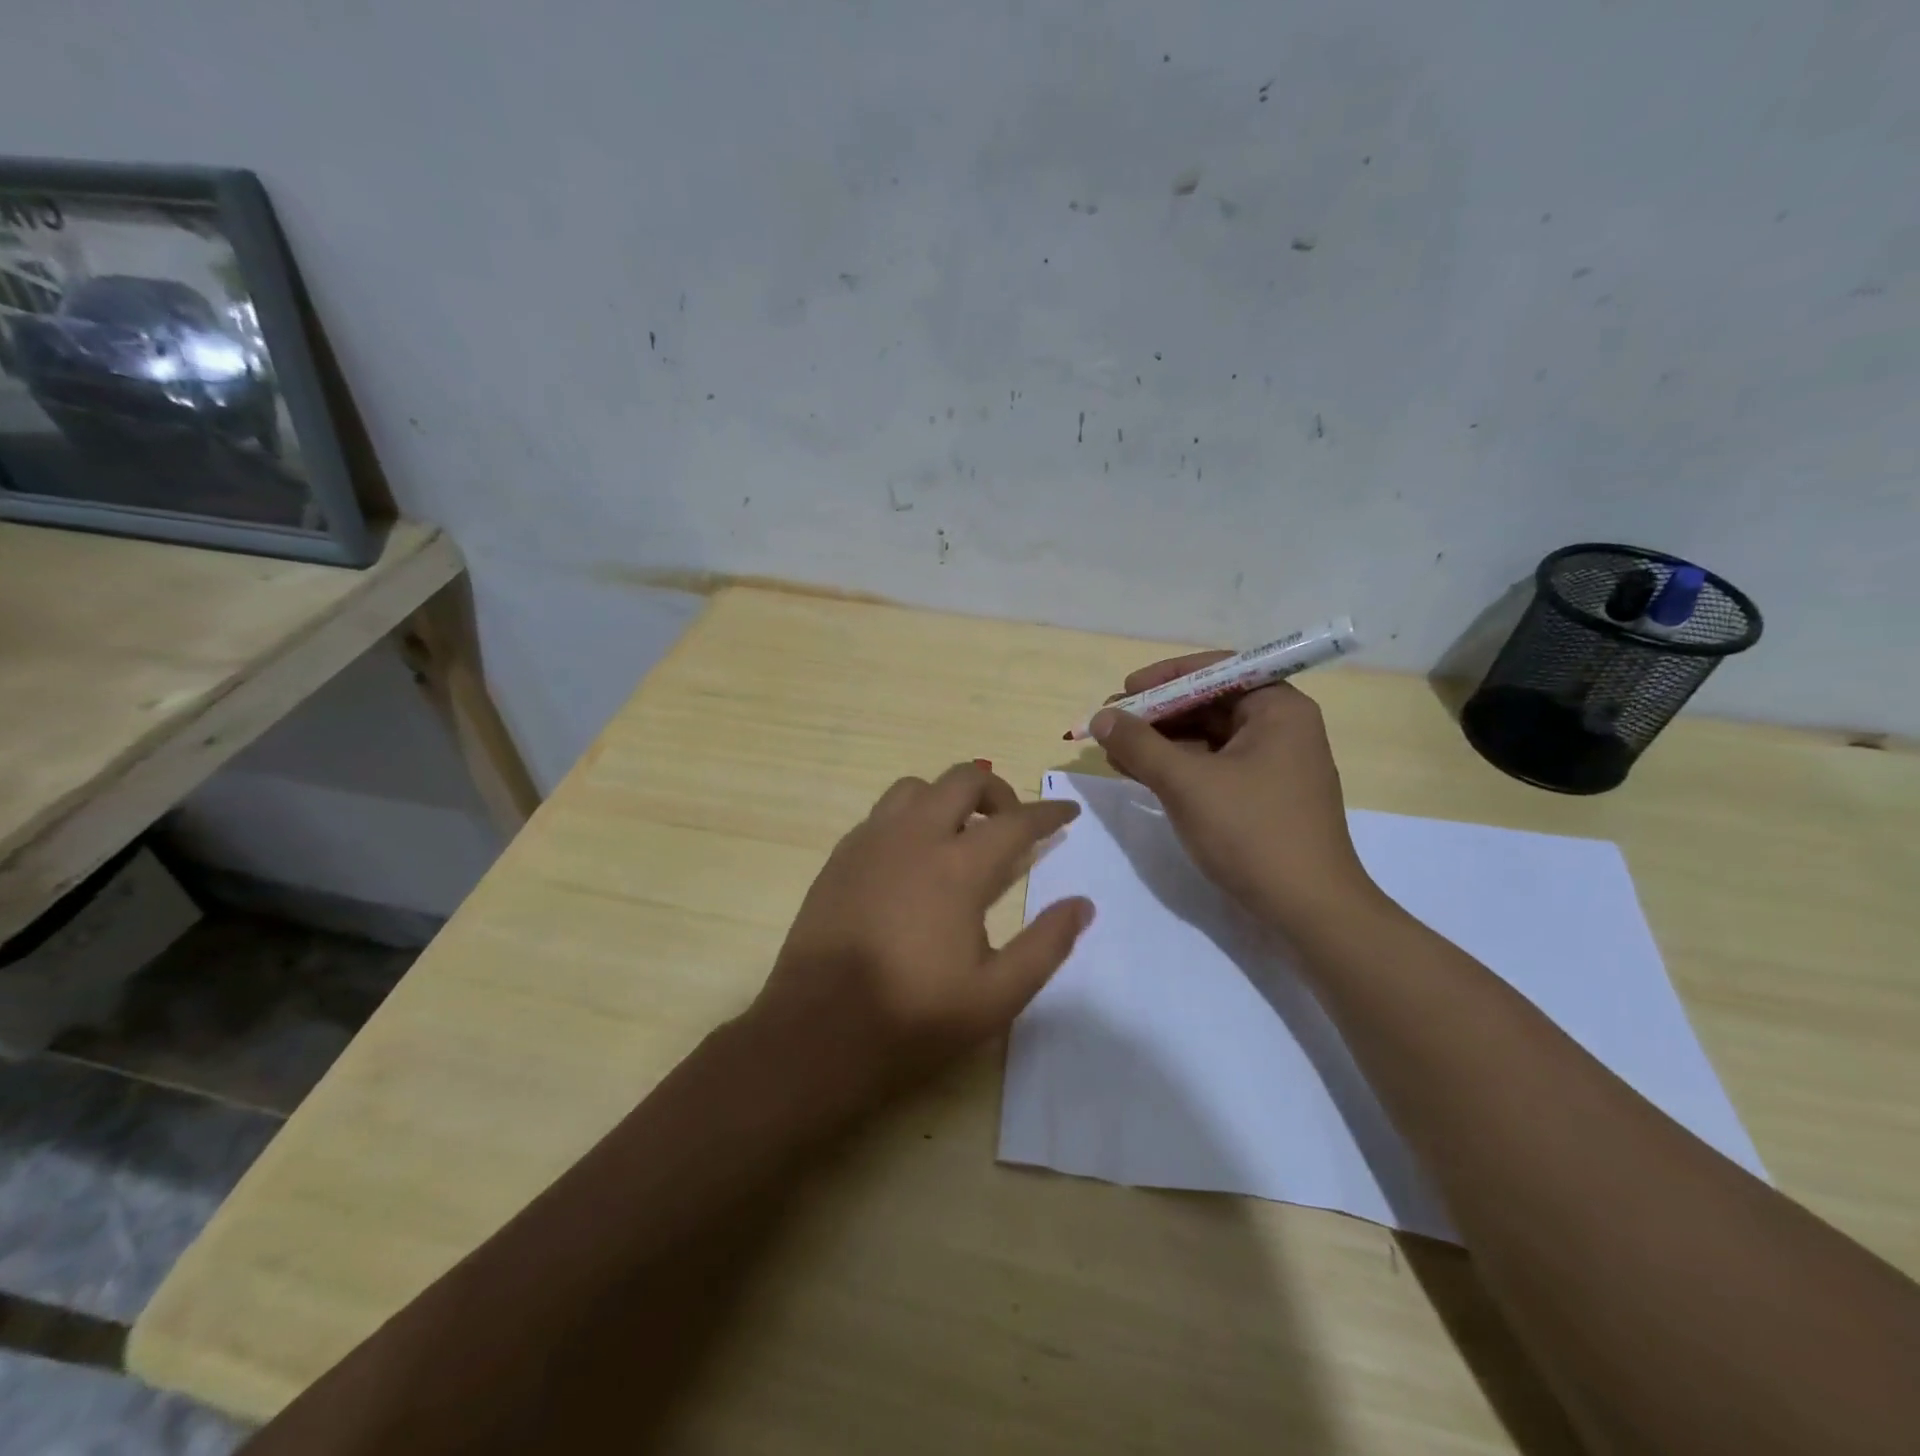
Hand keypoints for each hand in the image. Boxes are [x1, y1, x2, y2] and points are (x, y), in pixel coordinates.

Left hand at [747, 762, 1091, 1116]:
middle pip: (963, 780)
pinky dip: (910, 818)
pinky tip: (914, 858)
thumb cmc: (913, 1018)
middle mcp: (914, 837)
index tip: (1069, 813)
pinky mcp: (840, 857)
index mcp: (957, 867)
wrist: (816, 1034)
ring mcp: (870, 842)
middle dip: (998, 792)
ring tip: (960, 836)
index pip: (1017, 821)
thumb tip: (1082, 905)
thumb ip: (1046, 945)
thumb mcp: (996, 996)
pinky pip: (883, 814)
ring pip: (916, 788)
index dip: (1049, 813)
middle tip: (1012, 824)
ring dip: (948, 798)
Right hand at [1091, 653, 1376, 935]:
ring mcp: (1274, 764)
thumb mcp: (1187, 783)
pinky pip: (1213, 766)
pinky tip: (1141, 774)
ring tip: (1116, 751)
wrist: (1308, 910)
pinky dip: (1178, 767)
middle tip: (1111, 723)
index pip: (1216, 670)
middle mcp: (1281, 728)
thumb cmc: (1252, 833)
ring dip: (1161, 742)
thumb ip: (1140, 744)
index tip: (1125, 690)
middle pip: (1209, 703)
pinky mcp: (1263, 796)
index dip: (1166, 677)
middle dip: (1158, 713)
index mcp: (1278, 709)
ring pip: (1208, 737)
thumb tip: (1101, 716)